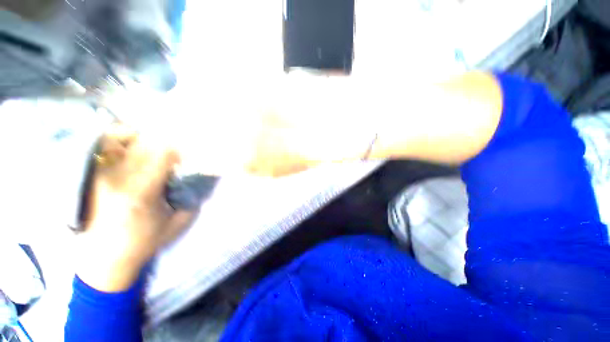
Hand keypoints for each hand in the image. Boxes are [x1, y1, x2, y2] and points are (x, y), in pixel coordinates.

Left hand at [75, 124, 195, 291]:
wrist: (105, 257)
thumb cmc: (145, 241)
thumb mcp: (178, 222)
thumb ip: (192, 196)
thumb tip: (201, 175)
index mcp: (141, 192)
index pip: (162, 153)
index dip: (181, 148)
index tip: (191, 152)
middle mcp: (118, 178)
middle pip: (145, 142)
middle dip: (167, 140)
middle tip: (179, 146)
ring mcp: (103, 174)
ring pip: (124, 137)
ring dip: (146, 136)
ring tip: (159, 143)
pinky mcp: (96, 174)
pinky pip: (110, 145)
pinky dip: (125, 138)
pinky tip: (137, 145)